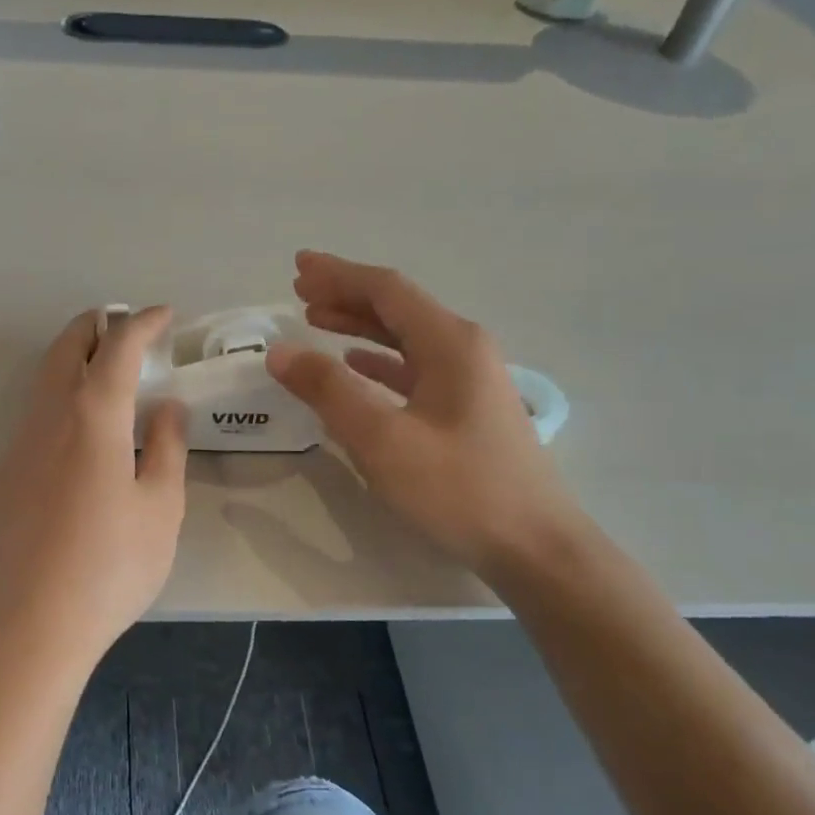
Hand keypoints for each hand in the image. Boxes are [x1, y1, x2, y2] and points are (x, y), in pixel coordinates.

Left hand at [0, 306, 188, 662]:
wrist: (32, 626)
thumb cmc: (111, 566)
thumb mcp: (160, 508)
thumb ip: (167, 448)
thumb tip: (168, 407)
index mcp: (92, 416)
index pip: (117, 346)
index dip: (142, 322)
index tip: (164, 315)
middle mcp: (47, 418)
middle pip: (66, 348)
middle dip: (97, 326)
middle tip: (125, 327)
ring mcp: (16, 447)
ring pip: (43, 381)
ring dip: (74, 361)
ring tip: (105, 373)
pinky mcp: (2, 478)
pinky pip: (33, 417)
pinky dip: (59, 399)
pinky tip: (78, 434)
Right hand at [266, 251, 582, 575]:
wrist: (535, 546)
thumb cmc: (458, 488)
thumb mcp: (382, 439)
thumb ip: (328, 390)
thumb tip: (280, 351)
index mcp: (449, 342)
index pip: (386, 290)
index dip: (338, 275)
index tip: (297, 268)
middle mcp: (464, 349)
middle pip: (397, 308)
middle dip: (346, 294)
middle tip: (299, 290)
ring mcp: (470, 379)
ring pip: (405, 337)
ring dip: (360, 325)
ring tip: (317, 319)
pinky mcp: (467, 409)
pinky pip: (415, 367)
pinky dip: (379, 360)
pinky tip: (357, 365)